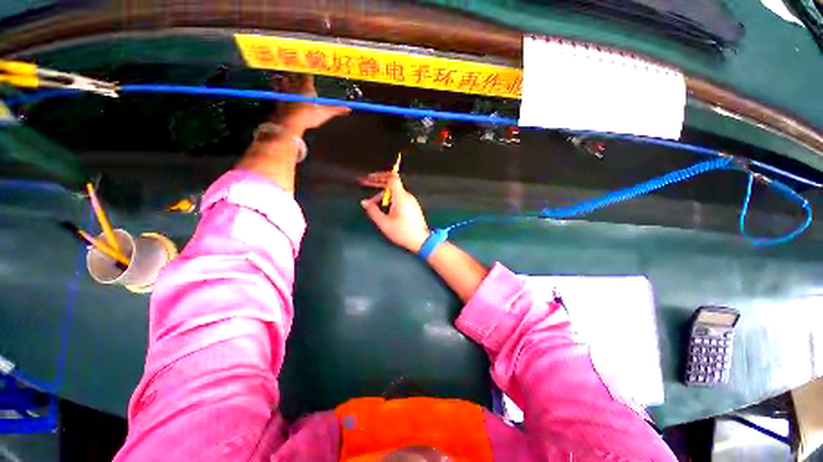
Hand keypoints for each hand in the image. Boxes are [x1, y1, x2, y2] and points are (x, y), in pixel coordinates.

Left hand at [272, 73, 349, 134]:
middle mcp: (295, 86)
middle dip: (298, 76)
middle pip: (296, 76)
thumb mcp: (326, 114)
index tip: (310, 74)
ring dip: (286, 79)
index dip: (309, 74)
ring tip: (287, 79)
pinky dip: (276, 87)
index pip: (308, 76)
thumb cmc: (309, 116)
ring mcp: (285, 91)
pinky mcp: (278, 97)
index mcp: (307, 87)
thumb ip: (337, 109)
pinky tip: (277, 88)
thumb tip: (348, 108)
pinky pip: (276, 88)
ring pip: (285, 80)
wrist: (290, 122)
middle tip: (299, 76)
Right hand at [360, 172, 429, 251]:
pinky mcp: (412, 206)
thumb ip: (373, 211)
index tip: (369, 178)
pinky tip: (382, 206)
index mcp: (400, 197)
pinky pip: (399, 197)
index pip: (391, 178)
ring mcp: (410, 200)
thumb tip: (364, 202)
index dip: (379, 175)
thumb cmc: (403, 232)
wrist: (421, 240)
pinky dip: (389, 198)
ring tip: (372, 202)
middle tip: (365, 183)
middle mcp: (406, 196)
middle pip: (391, 183)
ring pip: (394, 191)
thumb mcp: (384, 223)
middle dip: (377, 182)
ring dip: (382, 193)